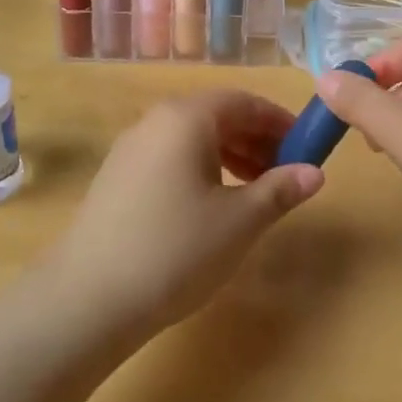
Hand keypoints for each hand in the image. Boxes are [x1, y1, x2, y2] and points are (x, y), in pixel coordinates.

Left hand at [47, 91, 323, 337]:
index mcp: (186, 118)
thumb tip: (315, 172)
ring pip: (192, 138)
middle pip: (216, 116)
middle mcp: (155, 121)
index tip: (306, 147)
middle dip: (256, 140)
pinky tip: (212, 206)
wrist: (86, 299)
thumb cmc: (175, 250)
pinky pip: (170, 158)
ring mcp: (130, 149)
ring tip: (255, 192)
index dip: (279, 121)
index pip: (243, 102)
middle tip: (285, 173)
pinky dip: (201, 170)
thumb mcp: (239, 221)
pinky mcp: (116, 178)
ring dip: (231, 156)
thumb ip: (280, 190)